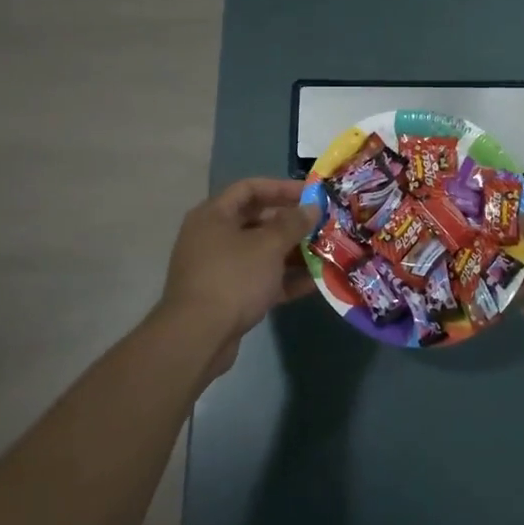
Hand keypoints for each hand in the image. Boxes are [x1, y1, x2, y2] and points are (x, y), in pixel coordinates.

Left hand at [159, 178, 319, 361]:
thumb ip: (293, 224)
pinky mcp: (226, 296)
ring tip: (325, 253)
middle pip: (256, 221)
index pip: (249, 188)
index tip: (311, 194)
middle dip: (291, 224)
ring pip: (260, 253)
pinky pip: (259, 279)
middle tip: (321, 225)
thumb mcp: (268, 246)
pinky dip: (283, 279)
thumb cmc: (233, 278)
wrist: (198, 336)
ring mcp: (218, 268)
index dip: (281, 188)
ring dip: (292, 253)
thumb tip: (311, 207)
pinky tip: (314, 283)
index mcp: (214, 215)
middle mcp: (212, 237)